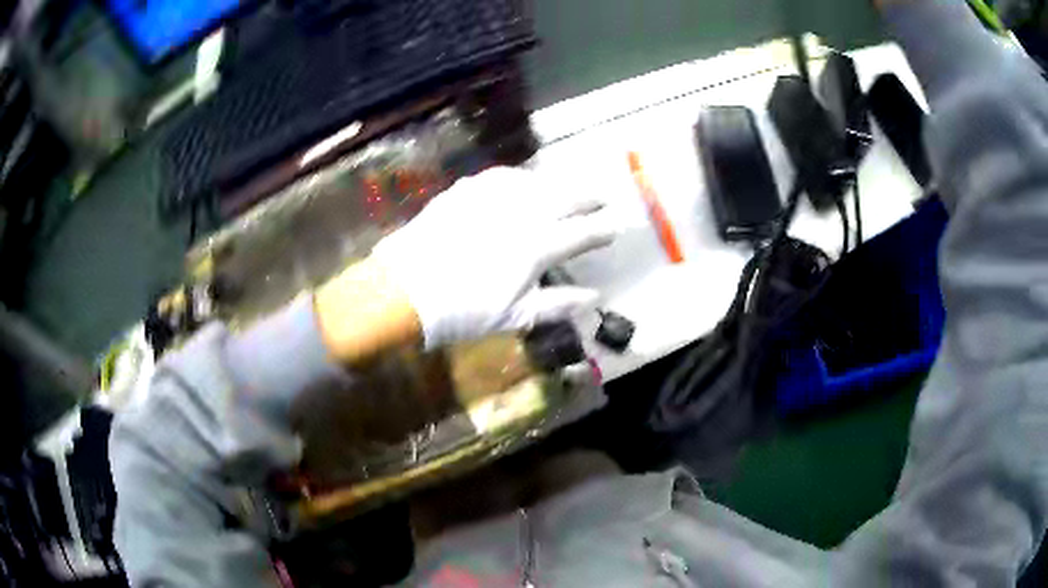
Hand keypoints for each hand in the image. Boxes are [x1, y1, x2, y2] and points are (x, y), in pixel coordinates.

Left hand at [369, 167, 616, 348]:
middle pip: (565, 197)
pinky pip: (502, 176)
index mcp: (536, 246)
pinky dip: (521, 178)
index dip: (602, 230)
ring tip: (566, 189)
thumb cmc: (462, 310)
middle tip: (602, 198)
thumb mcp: (515, 316)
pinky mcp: (466, 190)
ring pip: (536, 181)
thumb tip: (594, 297)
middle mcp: (520, 212)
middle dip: (588, 197)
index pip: (581, 233)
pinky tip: (522, 183)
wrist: (404, 289)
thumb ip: (558, 304)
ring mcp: (491, 196)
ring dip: (557, 184)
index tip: (615, 227)